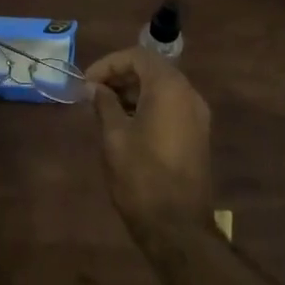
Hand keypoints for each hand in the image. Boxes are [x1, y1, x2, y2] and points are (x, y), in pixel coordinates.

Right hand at [85, 48, 214, 238]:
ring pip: (162, 88)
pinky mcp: (197, 135)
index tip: (87, 82)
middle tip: (93, 93)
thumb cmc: (141, 177)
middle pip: (152, 69)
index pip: (138, 56)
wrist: (178, 228)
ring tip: (105, 109)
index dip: (109, 64)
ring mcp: (197, 116)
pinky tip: (126, 124)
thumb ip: (105, 104)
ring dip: (133, 91)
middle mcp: (189, 94)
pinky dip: (148, 106)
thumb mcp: (115, 137)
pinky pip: (171, 106)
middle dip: (121, 76)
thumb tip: (95, 88)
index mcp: (169, 88)